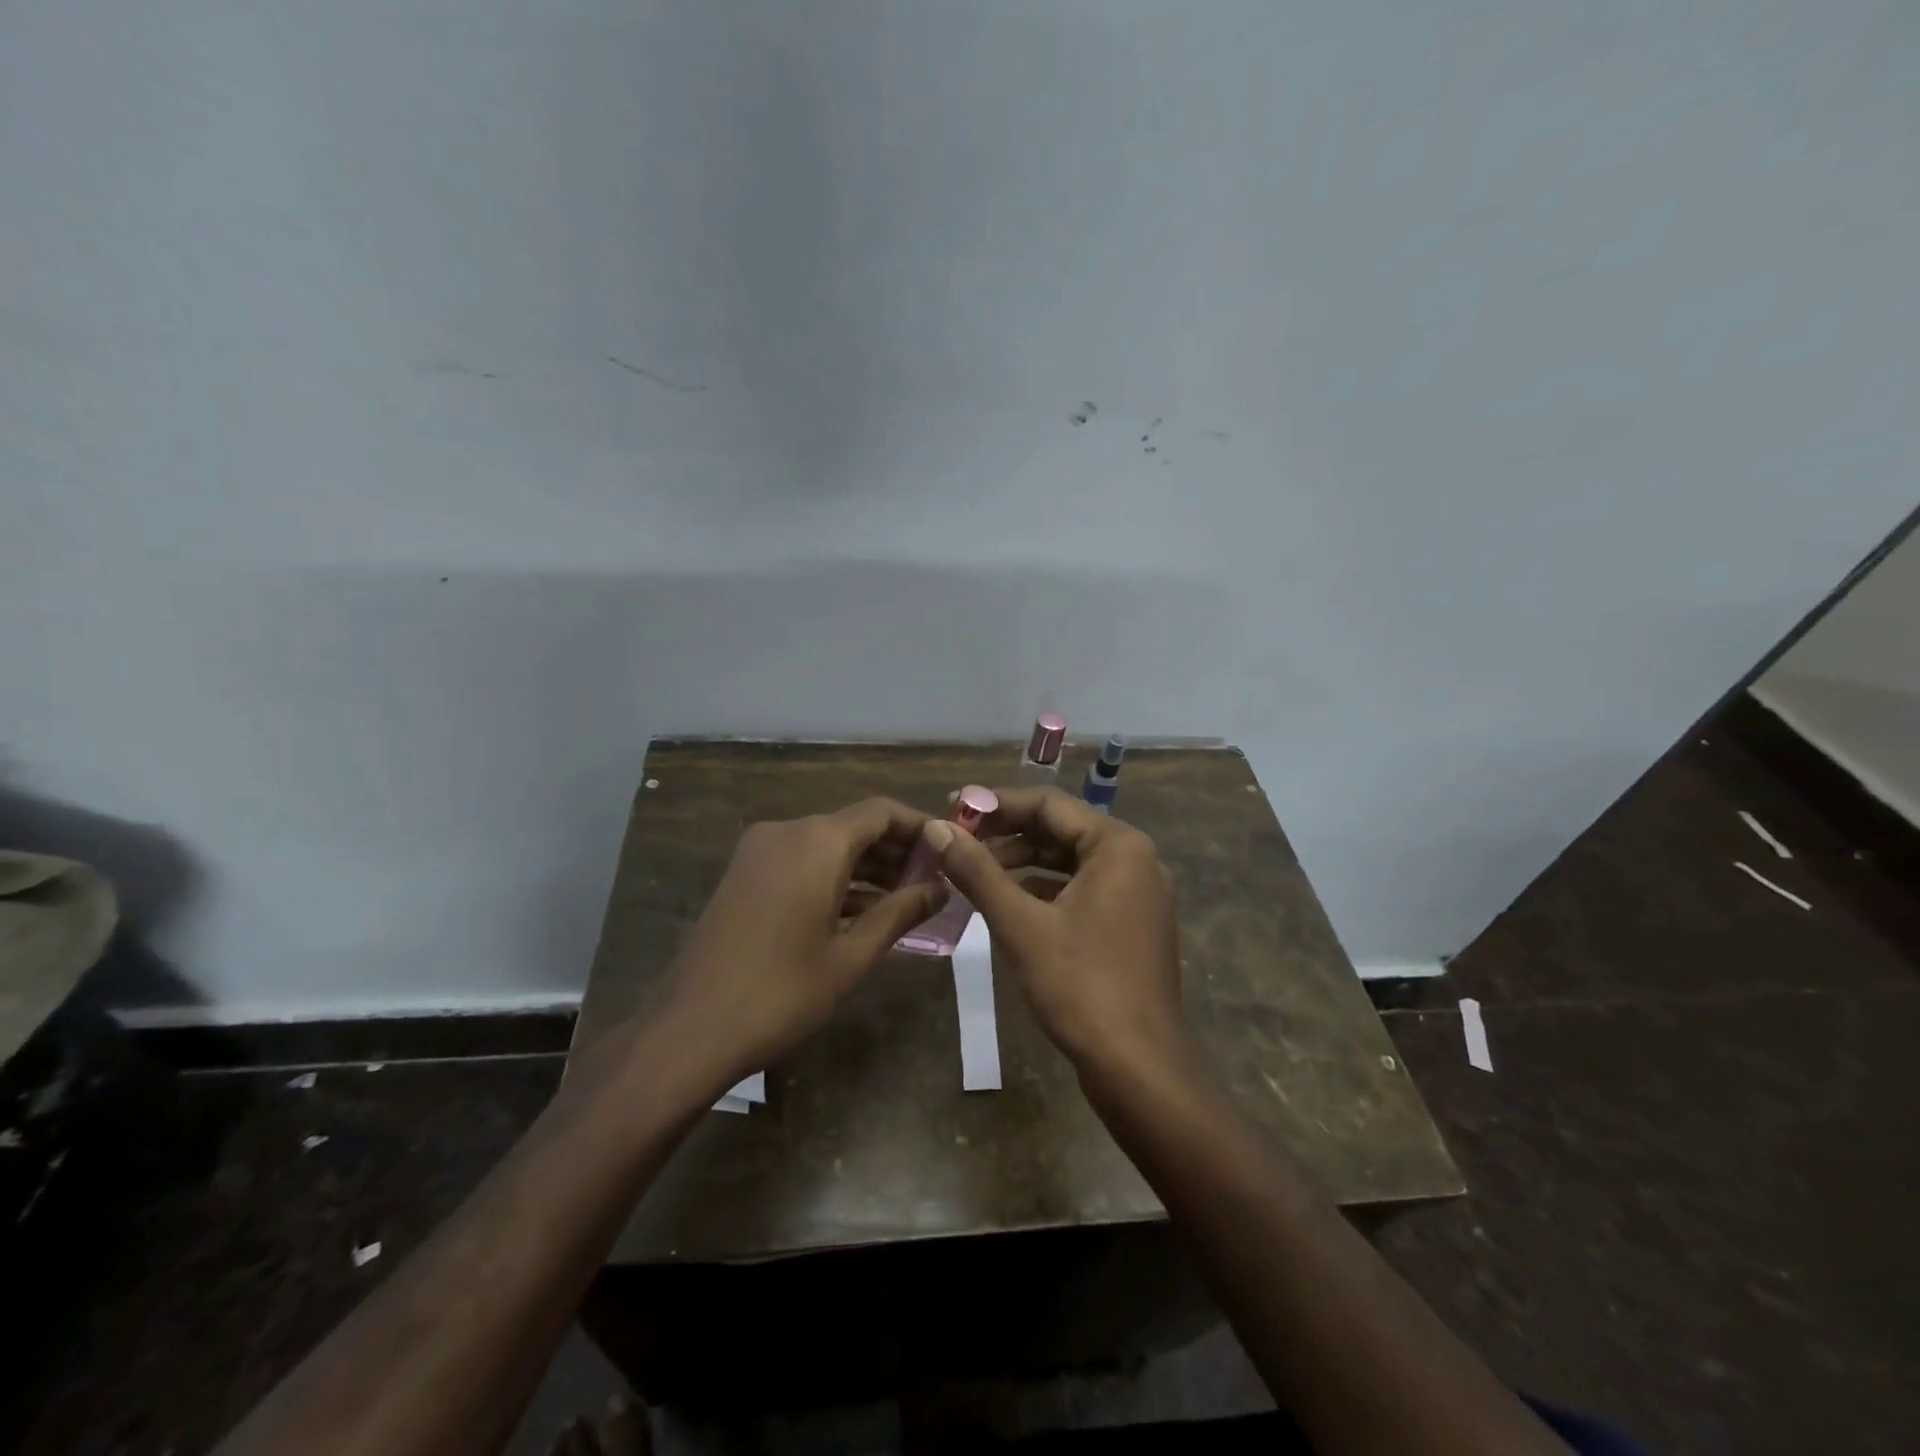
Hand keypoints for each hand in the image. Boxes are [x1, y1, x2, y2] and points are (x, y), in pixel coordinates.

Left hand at [655, 798, 947, 1091]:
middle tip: (933, 881)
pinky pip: (801, 860)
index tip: (949, 851)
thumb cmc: (782, 992)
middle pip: (854, 825)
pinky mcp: (745, 873)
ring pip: (827, 843)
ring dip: (866, 865)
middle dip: (895, 849)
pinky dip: (833, 876)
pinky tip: (861, 909)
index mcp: (817, 842)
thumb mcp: (851, 955)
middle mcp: (787, 831)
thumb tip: (940, 889)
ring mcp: (760, 851)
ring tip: (906, 898)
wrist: (691, 1028)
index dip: (919, 827)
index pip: (882, 812)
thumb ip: (899, 913)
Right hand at [925, 788, 1189, 1076]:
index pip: (1048, 804)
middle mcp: (1135, 859)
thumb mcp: (1020, 924)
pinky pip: (1082, 889)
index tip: (951, 809)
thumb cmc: (1081, 986)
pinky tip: (1007, 901)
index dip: (995, 803)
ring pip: (1070, 861)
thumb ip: (977, 871)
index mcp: (1118, 845)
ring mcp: (1138, 894)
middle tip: (956, 840)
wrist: (1140, 1068)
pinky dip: (1044, 889)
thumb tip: (936, 829)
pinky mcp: (1132, 924)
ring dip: (1022, 861)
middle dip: (1006, 833)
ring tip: (972, 870)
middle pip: (1061, 829)